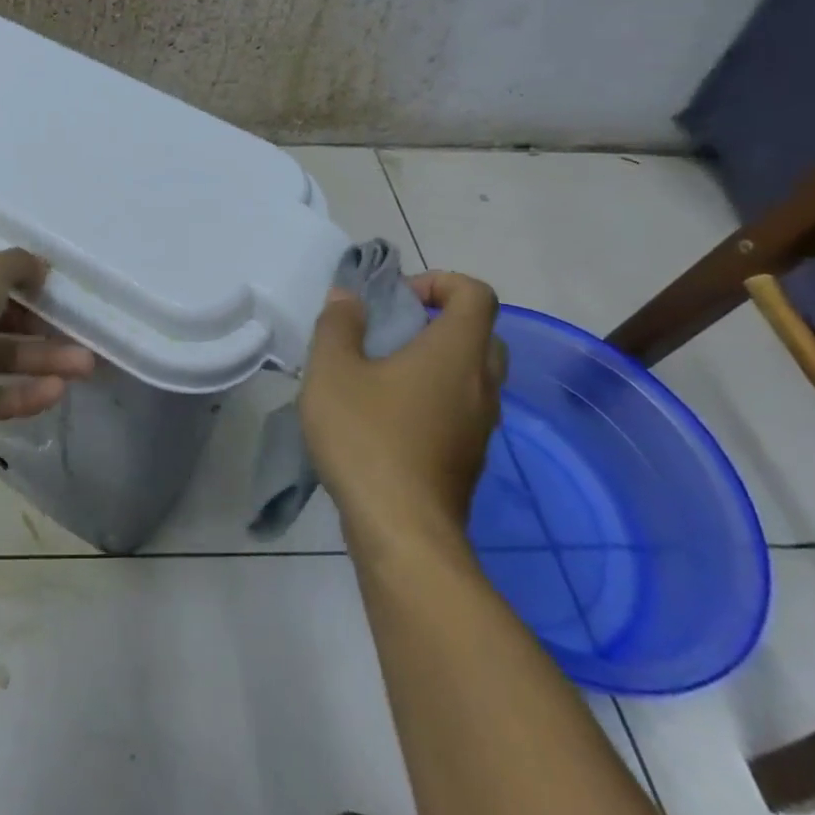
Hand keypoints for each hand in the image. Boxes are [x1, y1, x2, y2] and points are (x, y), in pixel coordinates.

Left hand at [0, 246, 94, 438]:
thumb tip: (42, 268)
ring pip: (6, 360)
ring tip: (85, 367)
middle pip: (7, 321)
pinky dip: (24, 396)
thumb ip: (20, 266)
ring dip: (45, 363)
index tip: (66, 297)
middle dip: (47, 330)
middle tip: (87, 339)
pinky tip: (57, 393)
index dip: (31, 287)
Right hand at [301, 270, 505, 557]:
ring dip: (436, 361)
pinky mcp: (469, 458)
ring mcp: (481, 425)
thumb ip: (338, 325)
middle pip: (481, 333)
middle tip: (392, 331)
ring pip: (473, 374)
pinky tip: (387, 415)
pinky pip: (462, 408)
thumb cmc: (367, 437)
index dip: (439, 282)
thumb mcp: (332, 370)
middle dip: (438, 321)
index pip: (476, 294)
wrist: (402, 532)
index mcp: (456, 353)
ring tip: (381, 373)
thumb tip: (348, 297)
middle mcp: (481, 384)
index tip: (397, 299)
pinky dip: (435, 396)